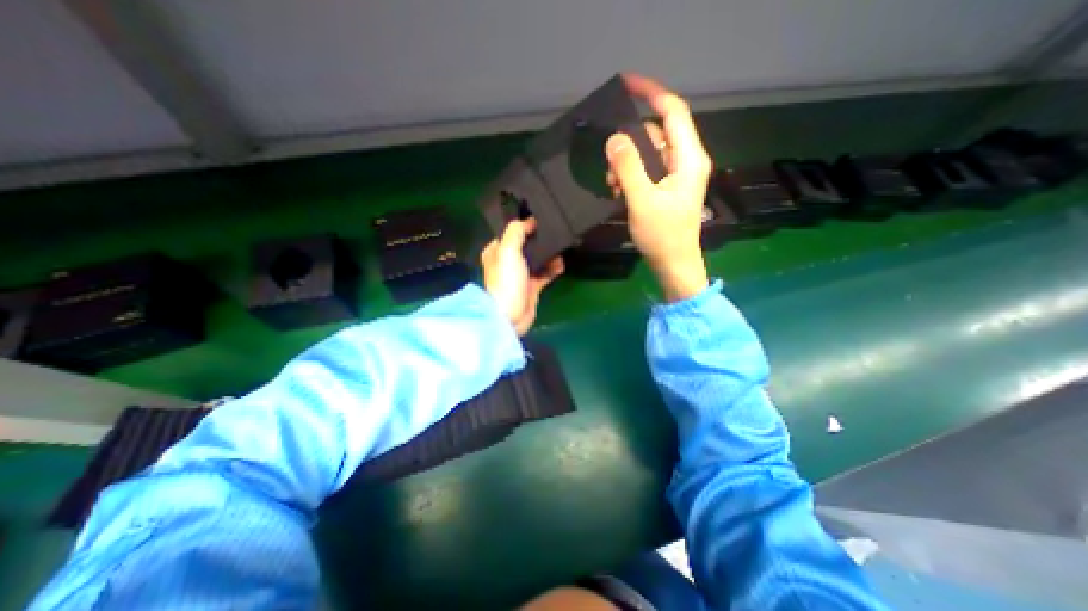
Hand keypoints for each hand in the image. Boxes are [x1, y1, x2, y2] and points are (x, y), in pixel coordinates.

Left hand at [481, 216, 565, 335]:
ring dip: (549, 255)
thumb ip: (517, 232)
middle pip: (526, 246)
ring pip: (537, 259)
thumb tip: (529, 221)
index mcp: (496, 252)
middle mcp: (507, 262)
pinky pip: (544, 273)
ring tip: (560, 251)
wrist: (511, 316)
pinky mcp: (531, 287)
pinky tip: (560, 265)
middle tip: (554, 234)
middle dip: (539, 241)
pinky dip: (552, 269)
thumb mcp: (508, 251)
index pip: (510, 233)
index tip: (540, 220)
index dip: (524, 226)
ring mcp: (520, 276)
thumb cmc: (507, 281)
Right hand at [603, 75, 715, 301]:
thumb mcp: (642, 201)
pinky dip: (631, 175)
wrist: (674, 265)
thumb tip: (614, 138)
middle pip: (657, 133)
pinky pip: (648, 170)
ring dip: (628, 163)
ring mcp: (677, 176)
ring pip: (650, 153)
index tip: (626, 84)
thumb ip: (628, 168)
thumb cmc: (663, 236)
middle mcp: (686, 161)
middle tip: (609, 164)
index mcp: (689, 159)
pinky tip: (619, 192)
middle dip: (630, 142)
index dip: (651, 93)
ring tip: (613, 184)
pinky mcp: (668, 188)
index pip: (673, 111)